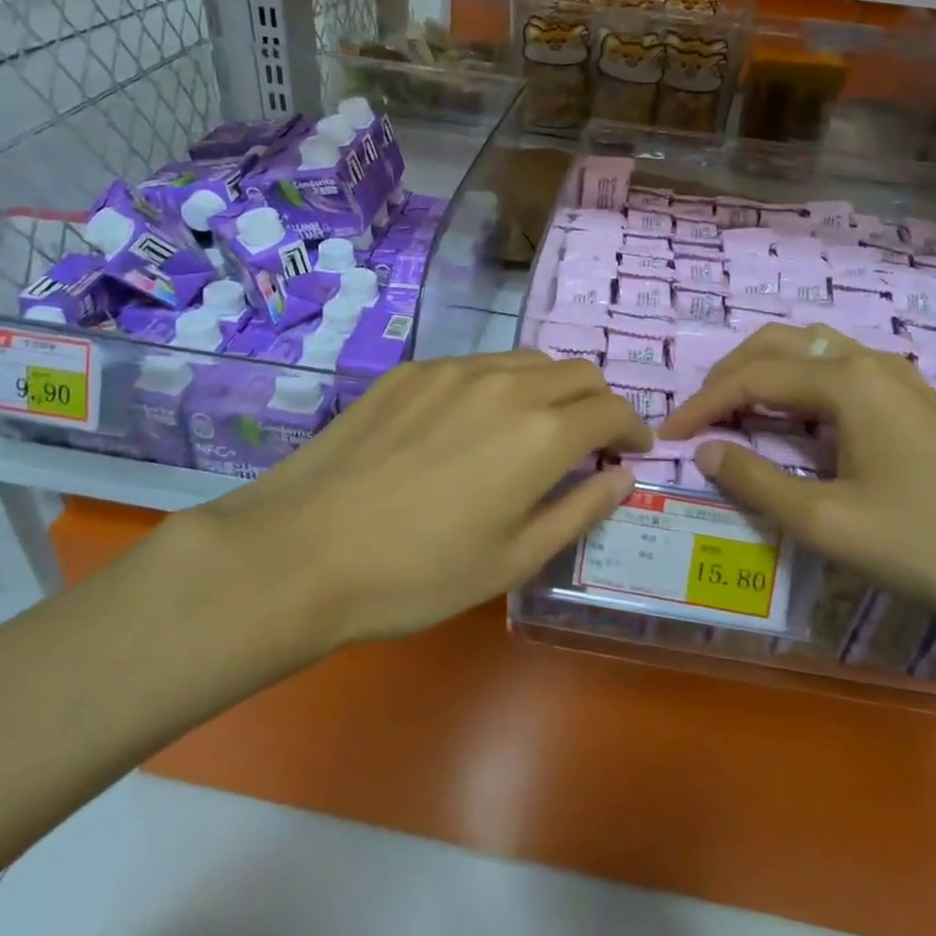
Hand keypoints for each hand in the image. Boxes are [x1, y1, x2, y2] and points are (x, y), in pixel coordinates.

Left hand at [160, 352, 650, 654]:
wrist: (302, 550)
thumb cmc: (418, 573)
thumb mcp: (513, 559)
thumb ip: (580, 510)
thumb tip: (623, 477)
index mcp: (541, 433)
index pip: (611, 409)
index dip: (633, 428)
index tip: (634, 451)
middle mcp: (506, 384)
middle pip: (577, 372)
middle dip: (597, 404)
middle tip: (589, 445)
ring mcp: (453, 370)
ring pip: (528, 361)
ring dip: (550, 390)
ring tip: (533, 432)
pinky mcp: (412, 371)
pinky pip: (477, 365)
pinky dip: (500, 386)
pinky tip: (471, 427)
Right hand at [658, 323, 935, 634]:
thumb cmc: (928, 544)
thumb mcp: (829, 523)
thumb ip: (757, 482)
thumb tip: (706, 451)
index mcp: (846, 382)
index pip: (752, 378)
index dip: (702, 405)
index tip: (666, 436)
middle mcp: (867, 362)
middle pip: (777, 345)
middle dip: (728, 376)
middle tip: (697, 419)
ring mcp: (894, 377)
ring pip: (808, 351)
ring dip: (761, 374)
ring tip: (732, 416)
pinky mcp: (909, 398)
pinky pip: (835, 371)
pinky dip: (795, 385)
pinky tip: (789, 422)